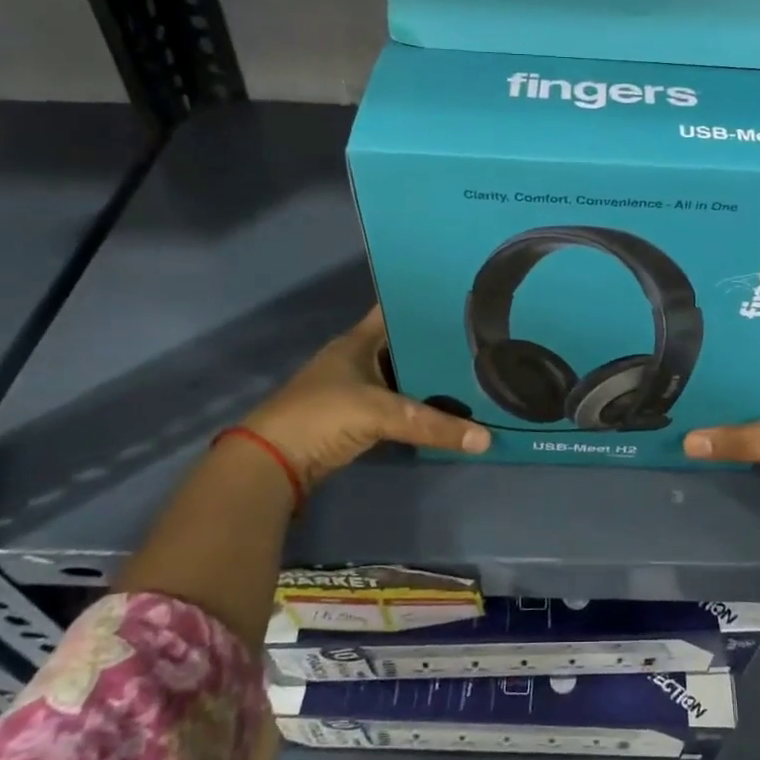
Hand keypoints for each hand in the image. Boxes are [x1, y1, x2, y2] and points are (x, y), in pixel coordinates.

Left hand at [238, 308, 489, 486]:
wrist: (274, 461)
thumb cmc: (322, 416)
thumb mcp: (380, 414)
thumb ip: (432, 424)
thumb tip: (486, 439)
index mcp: (358, 341)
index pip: (394, 309)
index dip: (422, 301)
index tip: (461, 298)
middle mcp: (359, 358)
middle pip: (405, 343)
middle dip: (437, 342)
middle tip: (483, 338)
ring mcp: (357, 388)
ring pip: (404, 375)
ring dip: (430, 376)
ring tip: (475, 369)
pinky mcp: (359, 417)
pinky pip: (399, 403)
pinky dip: (420, 404)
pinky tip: (449, 405)